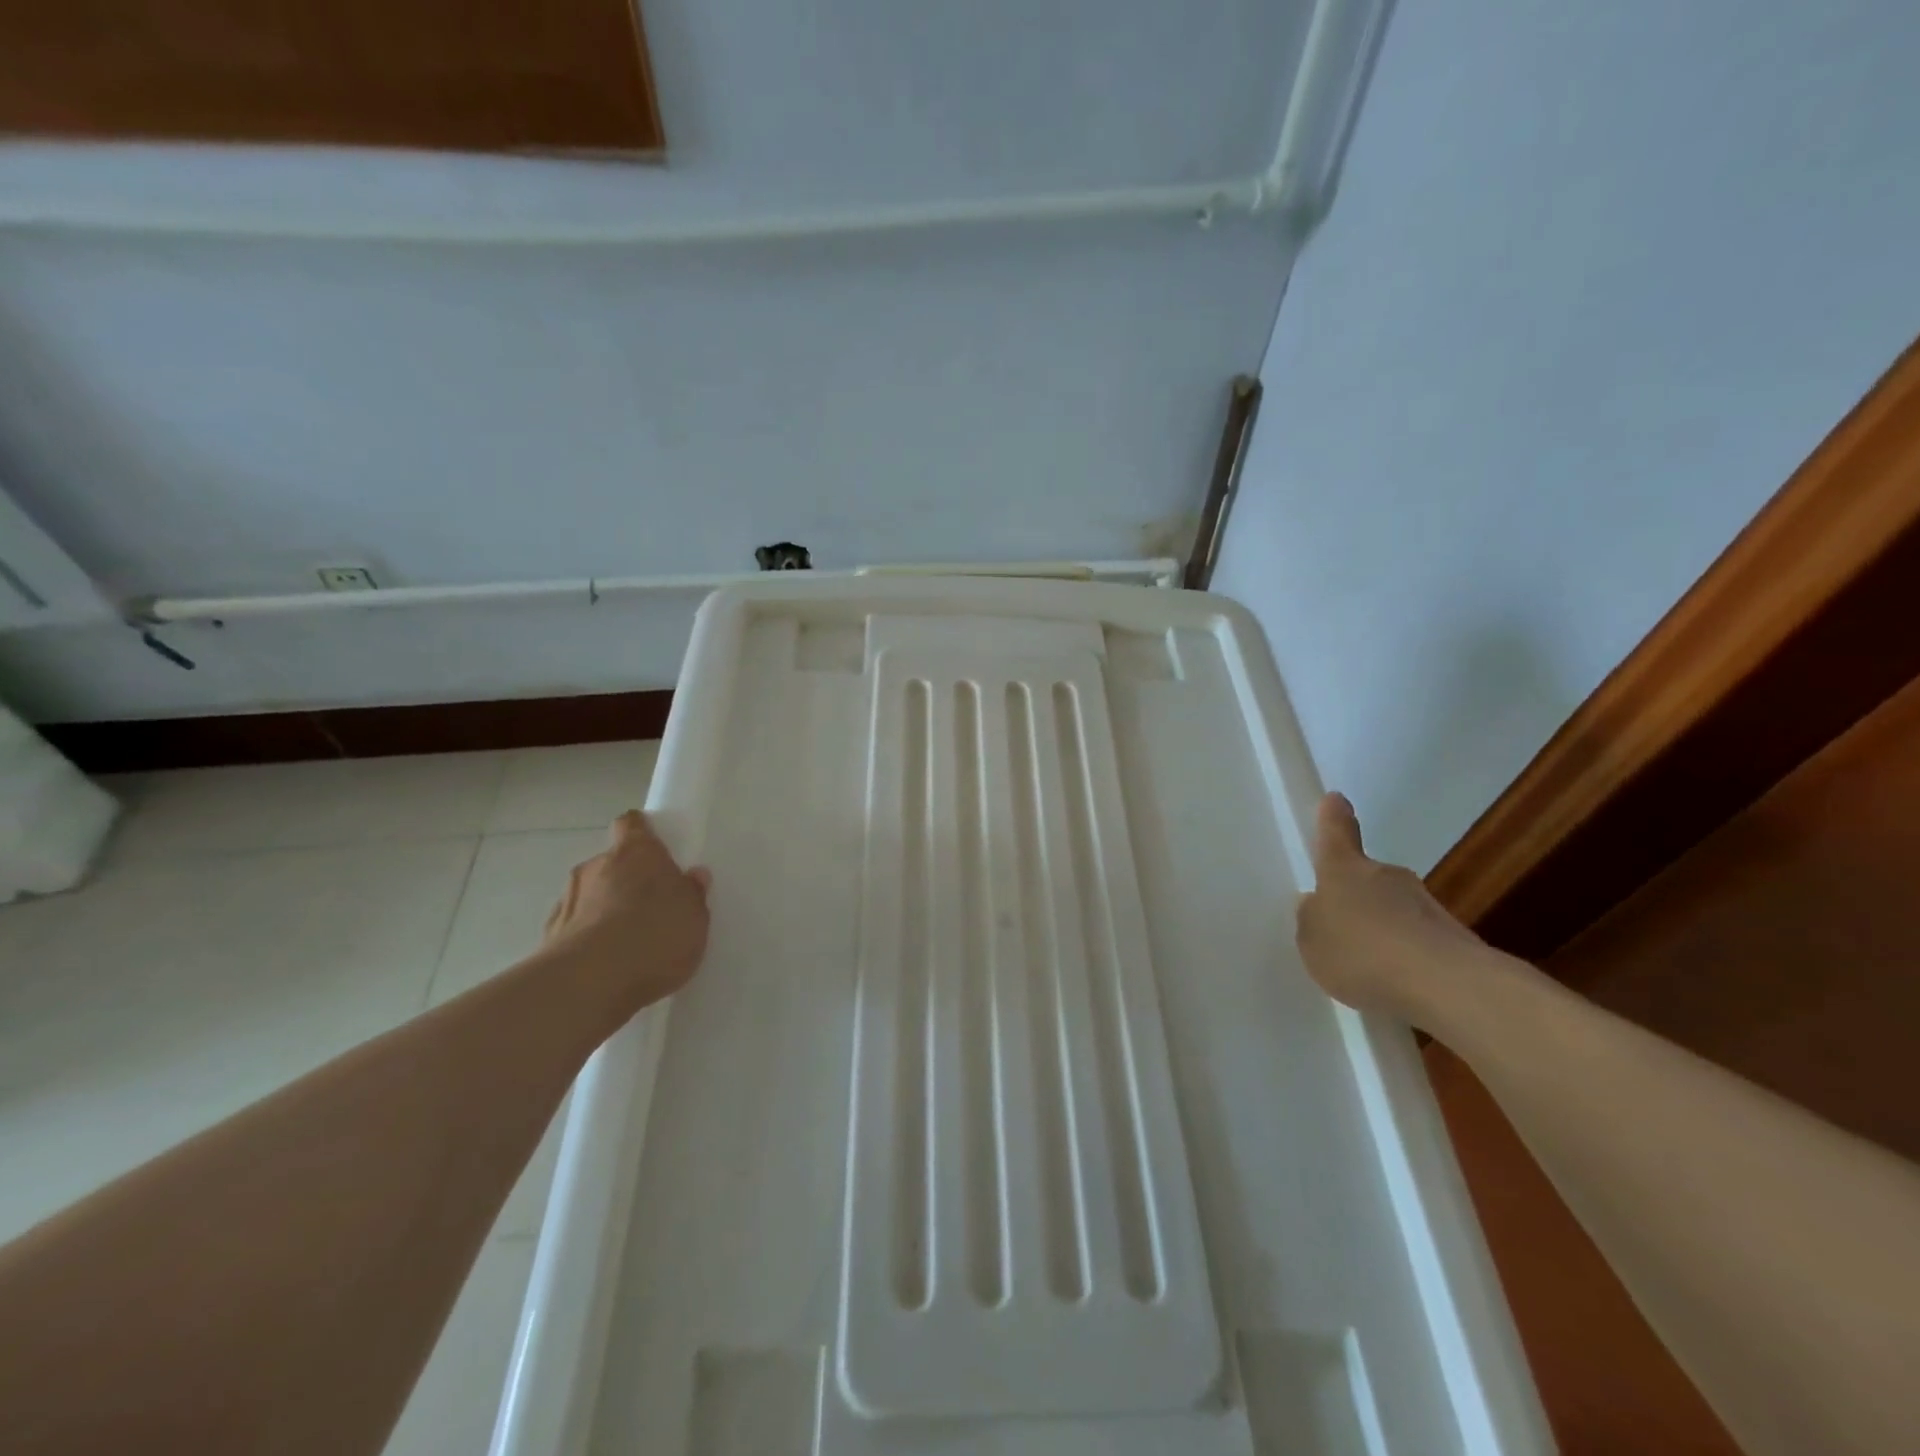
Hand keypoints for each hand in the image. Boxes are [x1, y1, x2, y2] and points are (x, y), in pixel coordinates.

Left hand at [543, 810, 711, 1007]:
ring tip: (627, 941)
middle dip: (627, 878)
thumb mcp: (694, 917)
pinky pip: (576, 928)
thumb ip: (692, 894)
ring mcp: (568, 900)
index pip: (632, 824)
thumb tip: (693, 876)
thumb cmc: (654, 935)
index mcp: (636, 852)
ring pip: (590, 895)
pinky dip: (587, 937)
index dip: (641, 832)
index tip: (653, 846)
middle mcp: (596, 866)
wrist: (589, 984)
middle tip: (650, 905)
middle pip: (611, 862)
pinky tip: (604, 963)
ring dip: (605, 909)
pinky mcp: (549, 937)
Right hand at [1294, 792, 1497, 1022]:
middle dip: (1355, 895)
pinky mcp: (1453, 938)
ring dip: (1382, 929)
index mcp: (1344, 870)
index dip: (1333, 816)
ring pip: (1394, 910)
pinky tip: (1397, 985)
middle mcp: (1385, 876)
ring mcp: (1424, 905)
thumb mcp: (1312, 942)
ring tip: (1368, 967)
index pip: (1336, 832)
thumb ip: (1311, 921)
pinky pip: (1417, 941)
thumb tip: (1317, 905)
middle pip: (1366, 877)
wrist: (1448, 985)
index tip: (1335, 798)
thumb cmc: (1362, 953)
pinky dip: (1405, 957)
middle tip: (1342, 926)